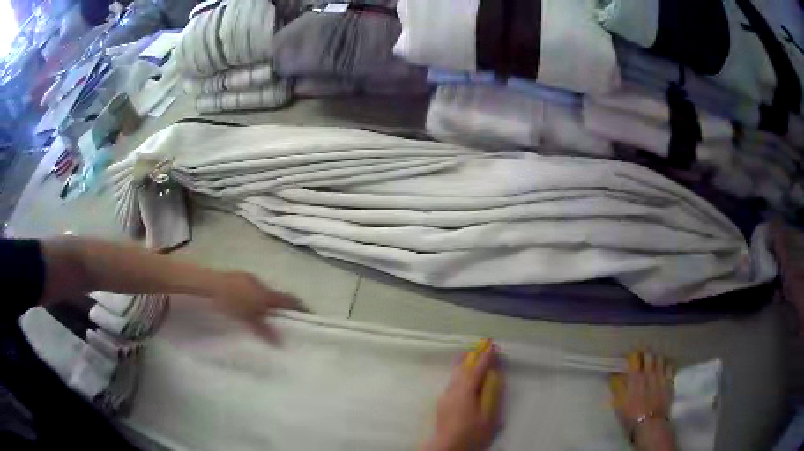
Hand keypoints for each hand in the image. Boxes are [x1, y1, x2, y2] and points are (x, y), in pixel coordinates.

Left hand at [209, 271, 305, 343]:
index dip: (300, 306)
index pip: (289, 299)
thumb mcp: (248, 320)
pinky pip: (250, 288)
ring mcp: (247, 278)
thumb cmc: (230, 302)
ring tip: (261, 314)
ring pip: (262, 291)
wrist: (208, 284)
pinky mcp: (236, 277)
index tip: (308, 314)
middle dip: (280, 306)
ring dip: (264, 302)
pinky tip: (243, 305)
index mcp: (266, 293)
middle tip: (281, 319)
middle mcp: (260, 283)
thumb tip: (281, 342)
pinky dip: (252, 297)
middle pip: (276, 295)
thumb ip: (264, 330)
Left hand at [424, 340, 503, 450]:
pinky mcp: (441, 403)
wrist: (446, 447)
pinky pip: (453, 382)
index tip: (493, 345)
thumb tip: (494, 377)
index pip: (477, 369)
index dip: (486, 357)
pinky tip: (464, 377)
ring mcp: (445, 396)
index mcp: (465, 391)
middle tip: (484, 344)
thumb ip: (492, 395)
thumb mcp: (489, 417)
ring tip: (474, 355)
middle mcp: (452, 390)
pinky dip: (461, 374)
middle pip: (463, 368)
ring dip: (466, 364)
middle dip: (474, 355)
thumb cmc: (471, 434)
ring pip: (456, 374)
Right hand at [610, 351, 675, 450]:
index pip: (634, 357)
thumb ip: (617, 386)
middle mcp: (649, 372)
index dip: (631, 355)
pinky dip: (666, 365)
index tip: (628, 357)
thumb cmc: (630, 415)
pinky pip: (669, 366)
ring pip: (660, 358)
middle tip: (641, 358)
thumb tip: (613, 374)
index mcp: (635, 376)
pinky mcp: (669, 381)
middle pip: (648, 354)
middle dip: (644, 354)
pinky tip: (663, 369)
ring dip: (656, 358)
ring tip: (653, 363)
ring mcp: (661, 375)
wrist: (649, 424)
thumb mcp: (618, 402)